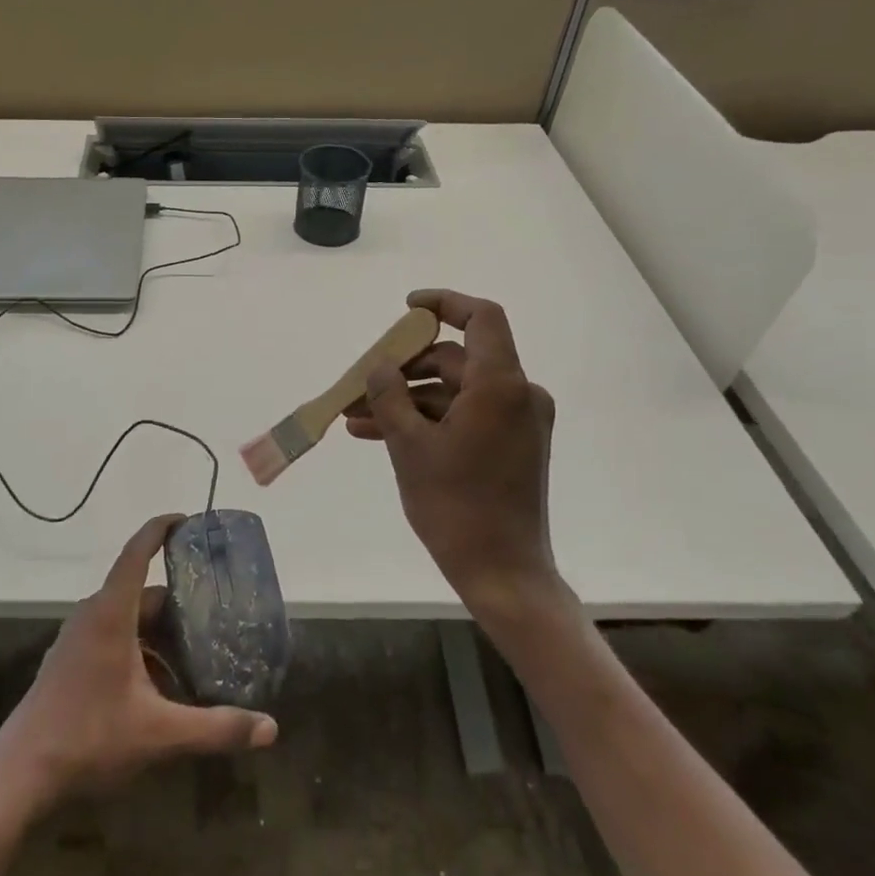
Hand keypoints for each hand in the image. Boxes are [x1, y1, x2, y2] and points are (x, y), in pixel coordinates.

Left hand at [0, 515, 277, 805]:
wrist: (19, 775)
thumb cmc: (88, 738)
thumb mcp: (159, 734)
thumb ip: (216, 728)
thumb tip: (271, 729)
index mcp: (110, 614)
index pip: (136, 552)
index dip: (160, 528)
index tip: (187, 519)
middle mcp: (92, 616)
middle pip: (140, 593)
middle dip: (178, 603)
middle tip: (216, 613)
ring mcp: (77, 640)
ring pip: (127, 619)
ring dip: (160, 632)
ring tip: (196, 653)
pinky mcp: (70, 663)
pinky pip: (113, 639)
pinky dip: (141, 650)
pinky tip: (162, 687)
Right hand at [346, 290, 565, 623]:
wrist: (501, 571)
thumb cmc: (455, 505)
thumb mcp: (409, 446)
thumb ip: (389, 395)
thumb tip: (380, 367)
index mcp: (501, 385)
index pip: (481, 318)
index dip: (444, 304)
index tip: (407, 308)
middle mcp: (518, 395)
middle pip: (456, 360)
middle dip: (403, 370)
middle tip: (360, 384)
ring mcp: (517, 422)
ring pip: (453, 393)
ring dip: (406, 401)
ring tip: (356, 419)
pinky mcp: (511, 446)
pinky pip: (464, 417)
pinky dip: (427, 421)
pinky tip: (379, 435)